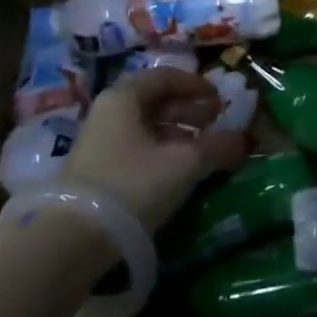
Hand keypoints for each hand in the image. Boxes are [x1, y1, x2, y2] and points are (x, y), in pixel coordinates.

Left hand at [63, 68, 248, 232]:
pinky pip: (135, 149)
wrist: (72, 239)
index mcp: (124, 98)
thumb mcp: (183, 163)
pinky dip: (161, 152)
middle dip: (188, 110)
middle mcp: (108, 113)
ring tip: (202, 149)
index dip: (196, 85)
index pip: (164, 77)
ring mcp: (98, 143)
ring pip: (145, 127)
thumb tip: (245, 140)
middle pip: (154, 101)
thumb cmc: (132, 184)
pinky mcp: (95, 172)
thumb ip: (216, 147)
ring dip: (177, 133)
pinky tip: (177, 171)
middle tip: (216, 122)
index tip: (219, 99)